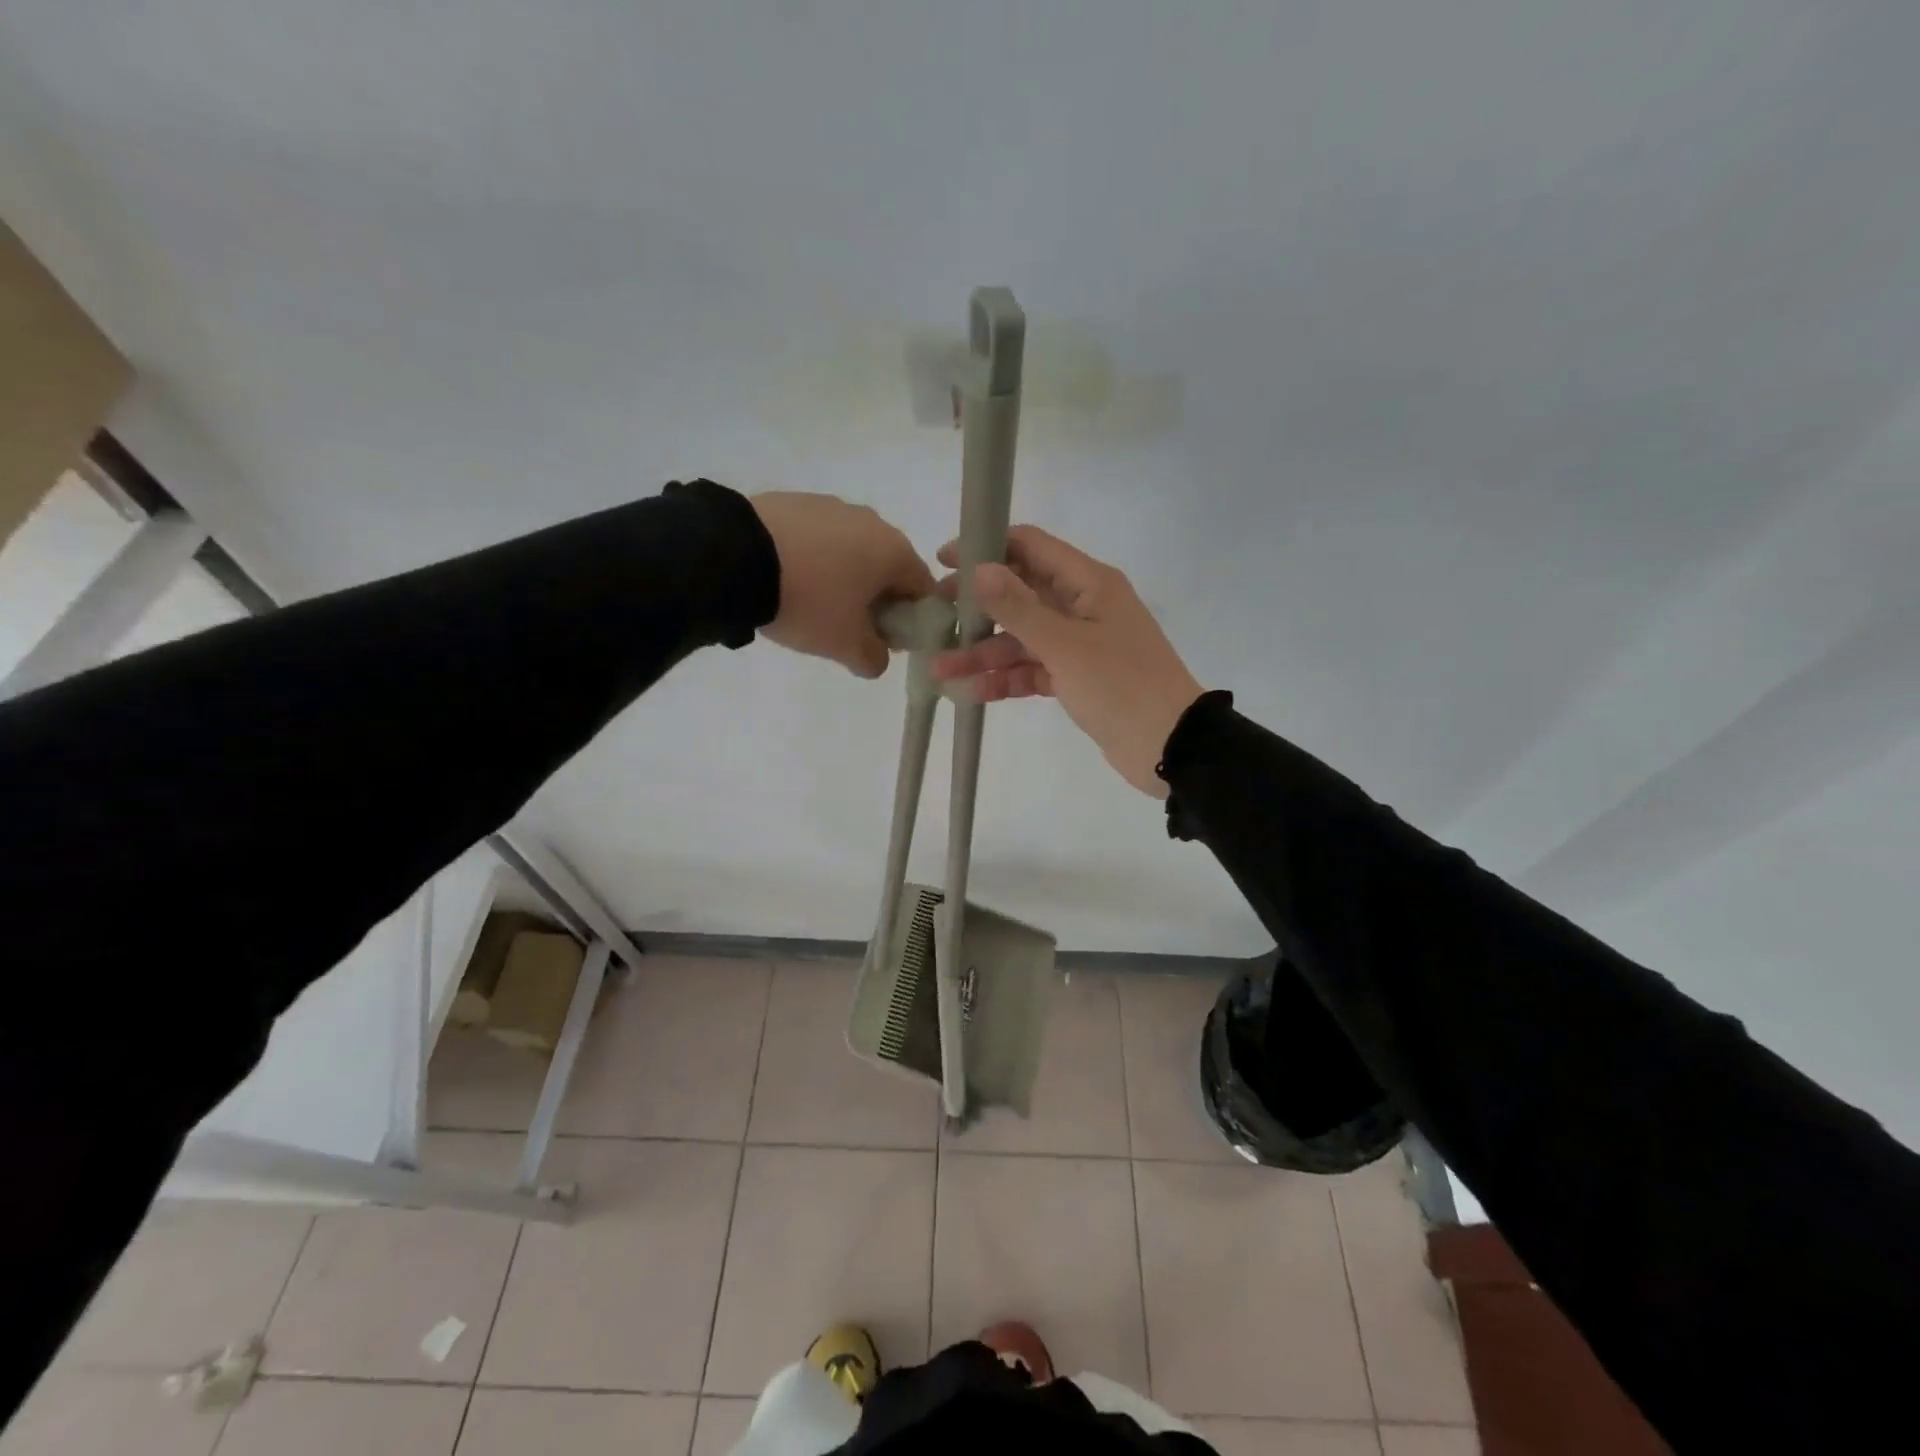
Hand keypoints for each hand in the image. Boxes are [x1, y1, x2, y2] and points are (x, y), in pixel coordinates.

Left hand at [750, 492, 935, 677]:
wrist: (734, 557)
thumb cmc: (809, 602)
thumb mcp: (845, 645)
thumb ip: (873, 658)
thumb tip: (878, 658)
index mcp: (894, 551)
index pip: (923, 588)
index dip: (911, 619)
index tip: (887, 640)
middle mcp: (870, 521)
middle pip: (886, 567)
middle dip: (875, 599)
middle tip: (848, 627)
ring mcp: (830, 506)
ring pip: (850, 551)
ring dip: (842, 578)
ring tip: (810, 604)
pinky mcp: (793, 502)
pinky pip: (817, 539)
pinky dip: (812, 560)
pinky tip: (787, 580)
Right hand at [929, 525, 1203, 795]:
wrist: (1170, 747)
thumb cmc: (1120, 685)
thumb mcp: (1065, 645)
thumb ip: (1019, 607)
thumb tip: (979, 568)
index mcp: (1088, 583)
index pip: (1031, 547)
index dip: (987, 548)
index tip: (944, 561)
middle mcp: (1082, 606)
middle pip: (1021, 594)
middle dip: (977, 606)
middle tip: (934, 614)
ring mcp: (1079, 645)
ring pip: (1022, 638)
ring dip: (983, 652)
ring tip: (939, 669)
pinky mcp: (1076, 678)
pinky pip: (1033, 669)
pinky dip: (1005, 679)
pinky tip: (969, 692)